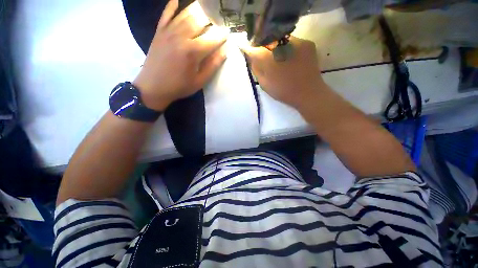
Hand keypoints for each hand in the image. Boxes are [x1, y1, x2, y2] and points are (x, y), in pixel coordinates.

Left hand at [133, 0, 227, 110]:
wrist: (153, 87)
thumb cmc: (179, 86)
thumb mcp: (200, 81)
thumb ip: (212, 66)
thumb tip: (224, 53)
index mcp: (193, 51)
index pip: (212, 39)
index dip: (222, 35)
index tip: (228, 33)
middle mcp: (181, 36)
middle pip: (199, 20)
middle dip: (211, 19)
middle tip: (217, 20)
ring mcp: (168, 32)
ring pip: (185, 14)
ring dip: (197, 9)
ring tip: (205, 8)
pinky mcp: (159, 32)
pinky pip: (166, 14)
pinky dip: (171, 6)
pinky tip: (176, 0)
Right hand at [242, 37, 324, 108]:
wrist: (308, 93)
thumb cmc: (283, 91)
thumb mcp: (264, 83)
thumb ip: (256, 68)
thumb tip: (250, 56)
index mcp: (268, 56)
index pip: (254, 47)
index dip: (251, 50)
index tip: (251, 54)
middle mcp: (281, 43)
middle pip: (267, 39)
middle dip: (264, 47)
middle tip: (265, 58)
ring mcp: (297, 41)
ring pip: (280, 39)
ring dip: (277, 47)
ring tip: (279, 59)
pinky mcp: (307, 43)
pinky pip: (292, 42)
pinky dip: (288, 48)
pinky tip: (290, 59)